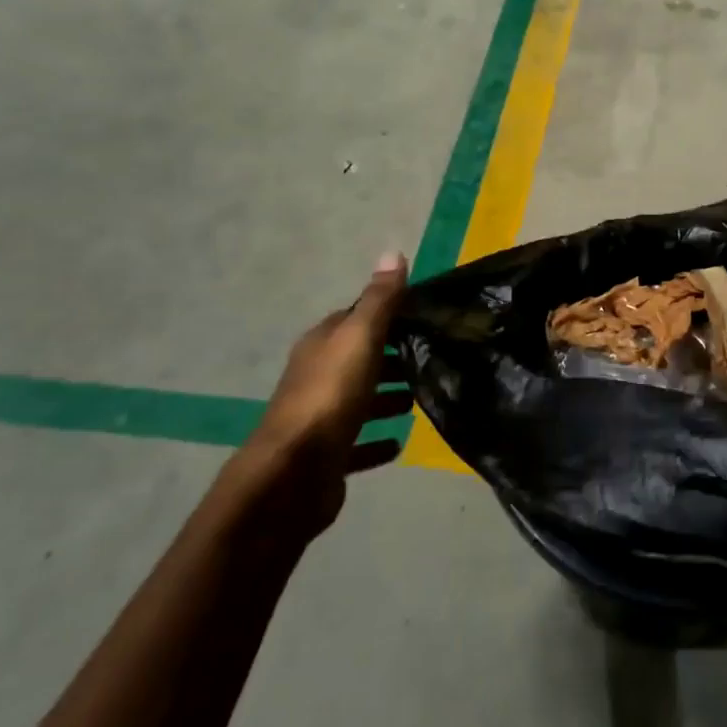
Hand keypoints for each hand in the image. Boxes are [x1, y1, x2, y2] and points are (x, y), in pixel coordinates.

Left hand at [234, 251, 408, 532]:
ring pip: (361, 400)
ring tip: (422, 398)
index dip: (390, 314)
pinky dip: (377, 441)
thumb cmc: (330, 396)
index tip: (426, 317)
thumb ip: (380, 300)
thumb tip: (393, 252)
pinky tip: (399, 443)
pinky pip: (358, 443)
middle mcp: (318, 375)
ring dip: (388, 398)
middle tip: (434, 359)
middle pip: (361, 359)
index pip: (357, 317)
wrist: (292, 474)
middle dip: (394, 357)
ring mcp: (320, 417)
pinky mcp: (327, 456)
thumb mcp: (360, 338)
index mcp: (323, 343)